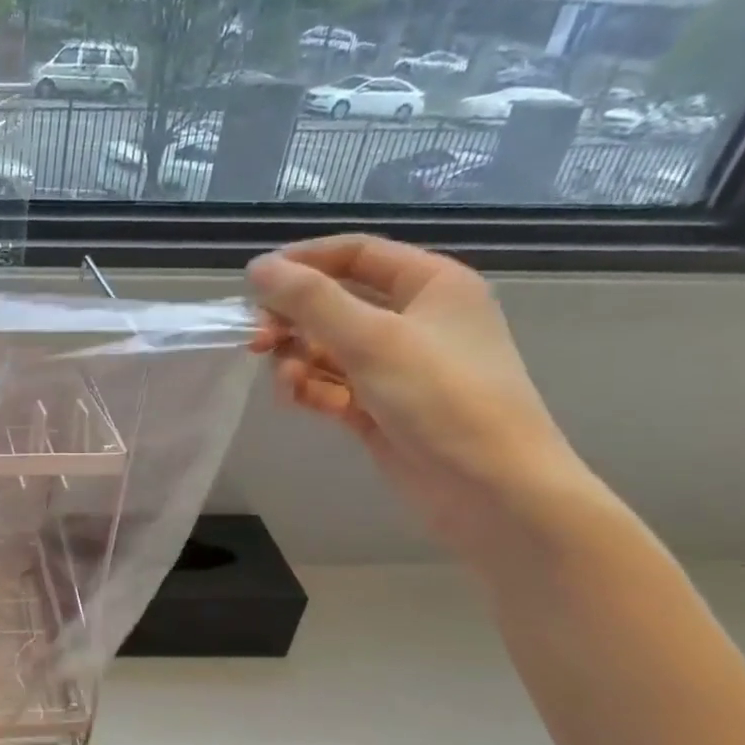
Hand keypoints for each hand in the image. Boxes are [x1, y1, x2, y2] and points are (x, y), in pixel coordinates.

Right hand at [247, 235, 596, 560]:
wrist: (490, 490)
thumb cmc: (442, 399)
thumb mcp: (373, 340)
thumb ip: (311, 300)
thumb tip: (257, 268)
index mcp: (430, 284)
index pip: (356, 254)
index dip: (303, 262)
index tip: (254, 283)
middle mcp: (414, 319)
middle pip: (334, 303)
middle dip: (293, 321)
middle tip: (256, 342)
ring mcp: (395, 366)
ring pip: (326, 348)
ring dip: (297, 360)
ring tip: (286, 383)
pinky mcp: (378, 406)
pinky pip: (331, 384)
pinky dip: (310, 389)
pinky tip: (297, 401)